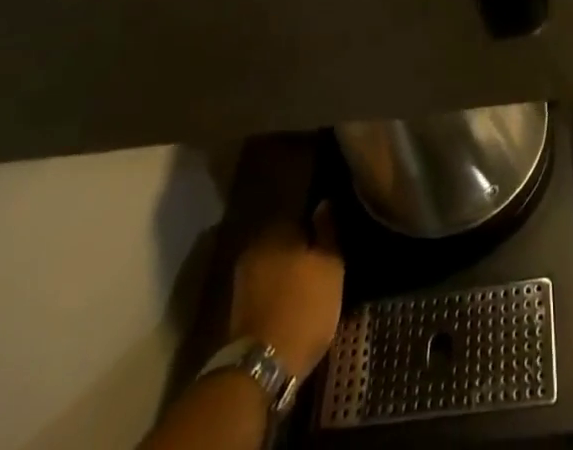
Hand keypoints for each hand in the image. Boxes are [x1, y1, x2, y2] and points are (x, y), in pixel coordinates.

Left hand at [227, 202, 344, 378]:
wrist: (262, 367)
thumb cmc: (304, 307)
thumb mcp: (330, 266)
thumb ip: (327, 232)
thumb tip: (323, 204)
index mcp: (276, 230)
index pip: (301, 216)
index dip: (318, 228)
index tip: (332, 242)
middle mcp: (255, 248)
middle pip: (286, 242)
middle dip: (302, 251)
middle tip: (325, 266)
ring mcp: (243, 280)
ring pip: (275, 266)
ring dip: (290, 274)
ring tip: (312, 288)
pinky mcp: (239, 309)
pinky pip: (267, 289)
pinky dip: (280, 294)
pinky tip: (295, 305)